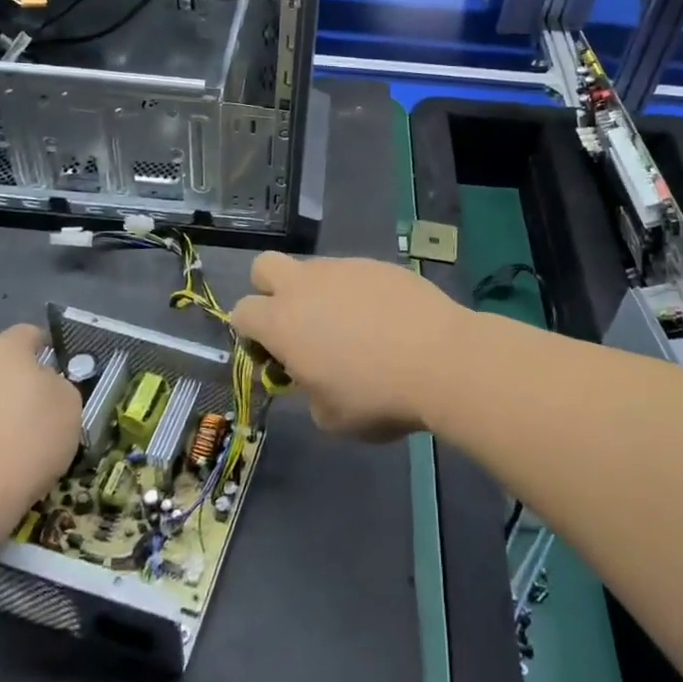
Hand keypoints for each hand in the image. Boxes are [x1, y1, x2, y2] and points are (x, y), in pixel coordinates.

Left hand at [0, 325, 79, 541]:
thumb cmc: (25, 444)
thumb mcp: (69, 406)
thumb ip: (57, 384)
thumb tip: (40, 385)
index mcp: (2, 348)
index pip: (29, 335)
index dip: (47, 353)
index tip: (57, 380)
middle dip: (12, 381)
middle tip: (32, 414)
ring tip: (2, 445)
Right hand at [231, 254, 466, 438]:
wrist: (441, 358)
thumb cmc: (377, 396)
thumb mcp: (331, 417)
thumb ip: (309, 391)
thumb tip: (315, 377)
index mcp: (282, 322)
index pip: (241, 312)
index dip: (251, 334)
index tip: (275, 357)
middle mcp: (306, 285)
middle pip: (264, 267)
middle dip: (269, 291)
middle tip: (297, 325)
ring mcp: (344, 268)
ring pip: (313, 269)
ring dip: (319, 294)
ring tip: (353, 329)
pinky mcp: (378, 264)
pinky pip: (354, 274)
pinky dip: (358, 293)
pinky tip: (385, 321)